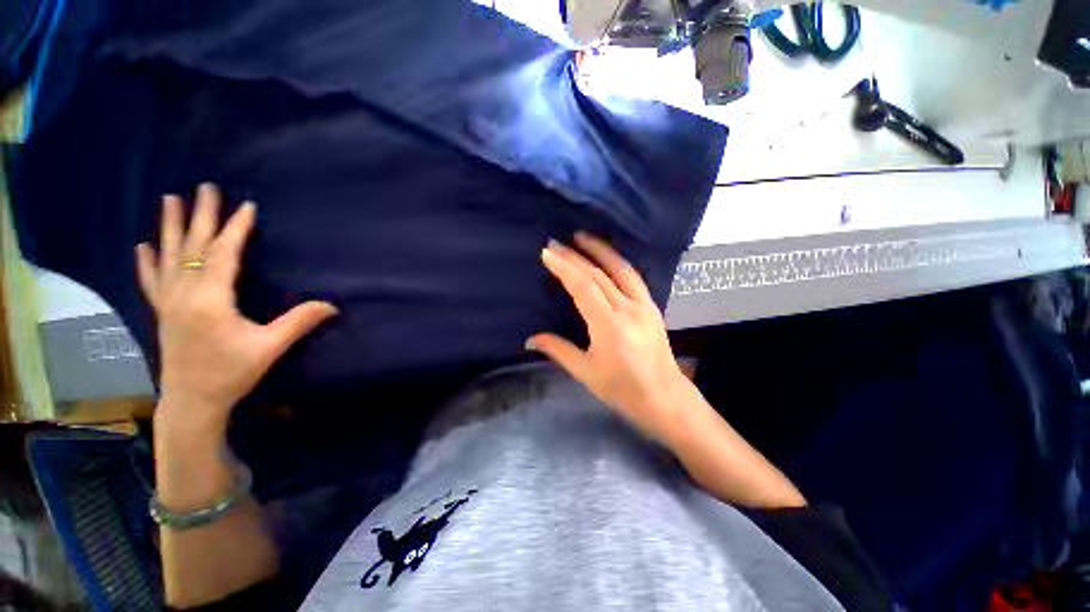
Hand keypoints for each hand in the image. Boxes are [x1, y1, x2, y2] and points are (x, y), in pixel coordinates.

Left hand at [137, 184, 337, 431]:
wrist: (191, 402)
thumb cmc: (231, 373)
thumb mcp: (269, 348)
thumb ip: (299, 322)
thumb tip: (332, 305)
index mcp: (210, 300)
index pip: (224, 254)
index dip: (236, 229)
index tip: (246, 206)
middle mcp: (184, 294)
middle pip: (193, 247)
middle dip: (201, 215)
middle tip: (205, 187)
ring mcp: (169, 302)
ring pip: (169, 257)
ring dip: (171, 227)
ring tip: (171, 199)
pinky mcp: (163, 312)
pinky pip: (152, 281)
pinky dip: (147, 261)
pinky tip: (144, 246)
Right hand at [527, 233, 694, 444]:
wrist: (665, 398)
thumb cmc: (623, 390)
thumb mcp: (586, 373)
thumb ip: (558, 350)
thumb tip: (530, 339)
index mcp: (610, 327)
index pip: (584, 287)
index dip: (565, 267)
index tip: (548, 253)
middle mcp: (629, 310)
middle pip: (599, 275)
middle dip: (575, 256)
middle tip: (555, 243)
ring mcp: (644, 306)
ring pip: (621, 269)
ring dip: (600, 249)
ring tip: (582, 237)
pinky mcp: (652, 306)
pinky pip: (633, 277)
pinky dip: (617, 262)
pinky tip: (607, 257)